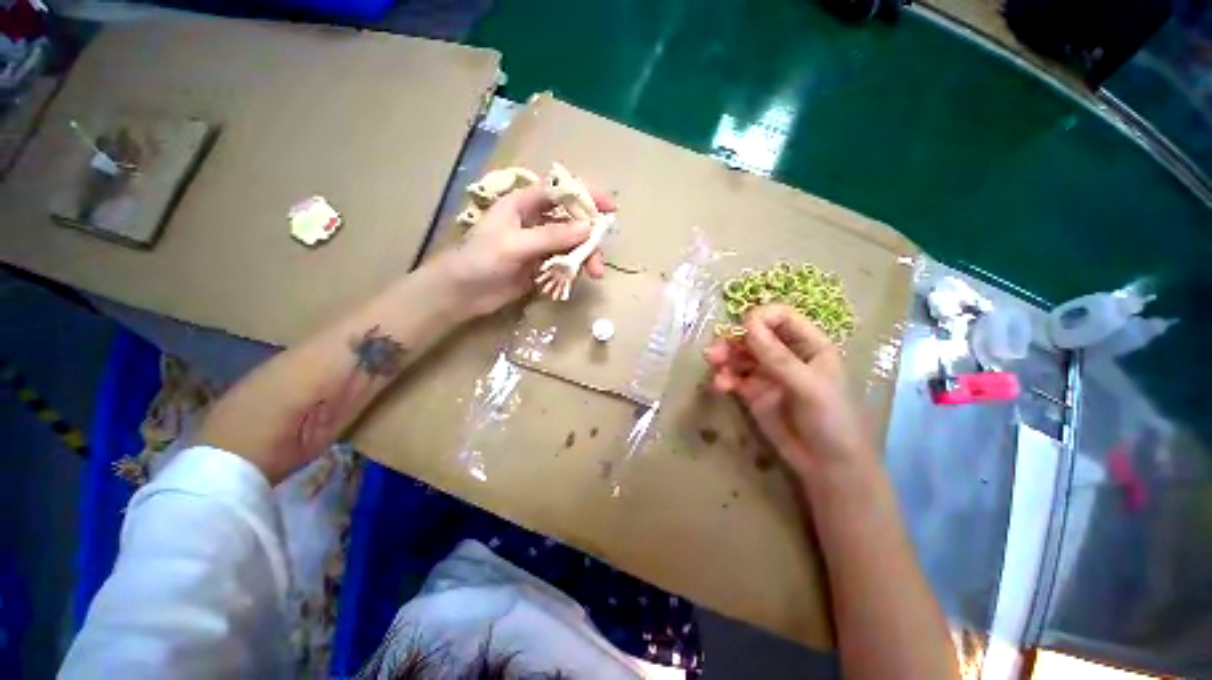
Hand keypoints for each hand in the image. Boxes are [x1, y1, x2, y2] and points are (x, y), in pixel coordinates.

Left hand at [435, 184, 615, 316]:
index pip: (561, 192)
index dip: (587, 196)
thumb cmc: (481, 260)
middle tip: (599, 257)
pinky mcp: (540, 265)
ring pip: (571, 244)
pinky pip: (565, 263)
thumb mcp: (515, 244)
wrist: (462, 293)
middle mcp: (534, 221)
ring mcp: (539, 244)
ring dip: (585, 257)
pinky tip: (575, 280)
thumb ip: (552, 236)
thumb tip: (588, 228)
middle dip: (589, 238)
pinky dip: (574, 270)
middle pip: (571, 221)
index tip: (610, 209)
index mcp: (524, 204)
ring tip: (594, 275)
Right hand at [704, 304, 872, 479]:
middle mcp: (785, 354)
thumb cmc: (831, 421)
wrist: (827, 466)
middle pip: (753, 335)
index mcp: (808, 345)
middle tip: (715, 352)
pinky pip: (733, 377)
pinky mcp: (752, 392)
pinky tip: (719, 387)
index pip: (781, 317)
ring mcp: (767, 373)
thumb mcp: (808, 387)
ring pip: (739, 355)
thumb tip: (748, 324)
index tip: (742, 329)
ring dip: (724, 358)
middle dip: (733, 340)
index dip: (760, 318)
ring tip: (714, 367)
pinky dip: (723, 378)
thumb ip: (777, 357)